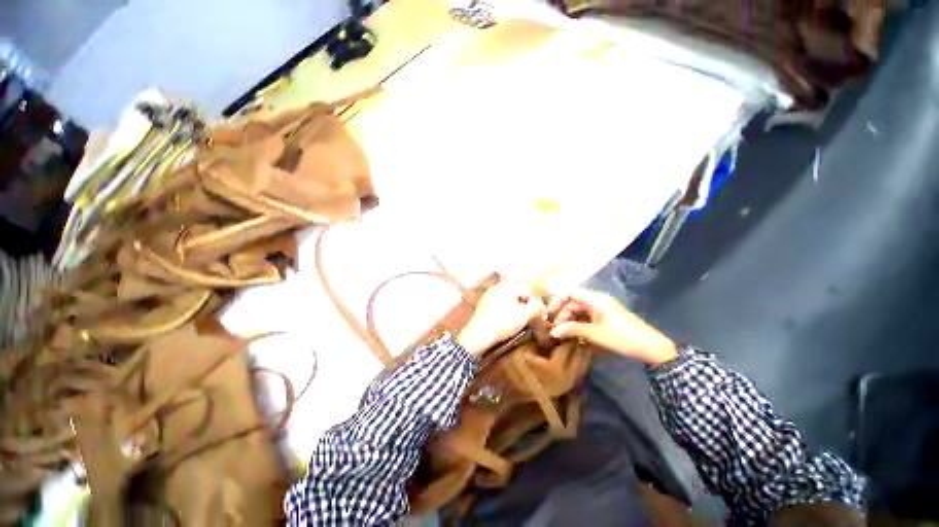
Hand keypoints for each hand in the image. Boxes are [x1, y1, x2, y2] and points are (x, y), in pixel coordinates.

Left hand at [457, 280, 545, 355]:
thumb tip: (540, 305)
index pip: (528, 289)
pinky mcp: (484, 302)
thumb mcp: (524, 316)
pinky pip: (499, 300)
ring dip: (515, 304)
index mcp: (508, 286)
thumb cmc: (503, 323)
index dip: (534, 303)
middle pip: (518, 291)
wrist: (478, 334)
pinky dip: (505, 307)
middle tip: (526, 315)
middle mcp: (498, 285)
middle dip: (524, 302)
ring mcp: (489, 293)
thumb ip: (536, 307)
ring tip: (516, 318)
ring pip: (509, 295)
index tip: (537, 315)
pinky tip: (504, 318)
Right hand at [547, 288, 677, 365]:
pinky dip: (578, 324)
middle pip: (573, 302)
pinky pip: (586, 316)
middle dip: (562, 313)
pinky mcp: (605, 317)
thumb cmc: (621, 337)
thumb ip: (572, 330)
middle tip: (554, 329)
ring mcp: (601, 309)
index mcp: (594, 299)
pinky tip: (574, 335)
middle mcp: (596, 300)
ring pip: (579, 310)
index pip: (569, 292)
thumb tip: (552, 332)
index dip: (556, 301)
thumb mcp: (594, 334)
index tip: (549, 314)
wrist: (651, 347)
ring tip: (562, 334)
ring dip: (569, 320)